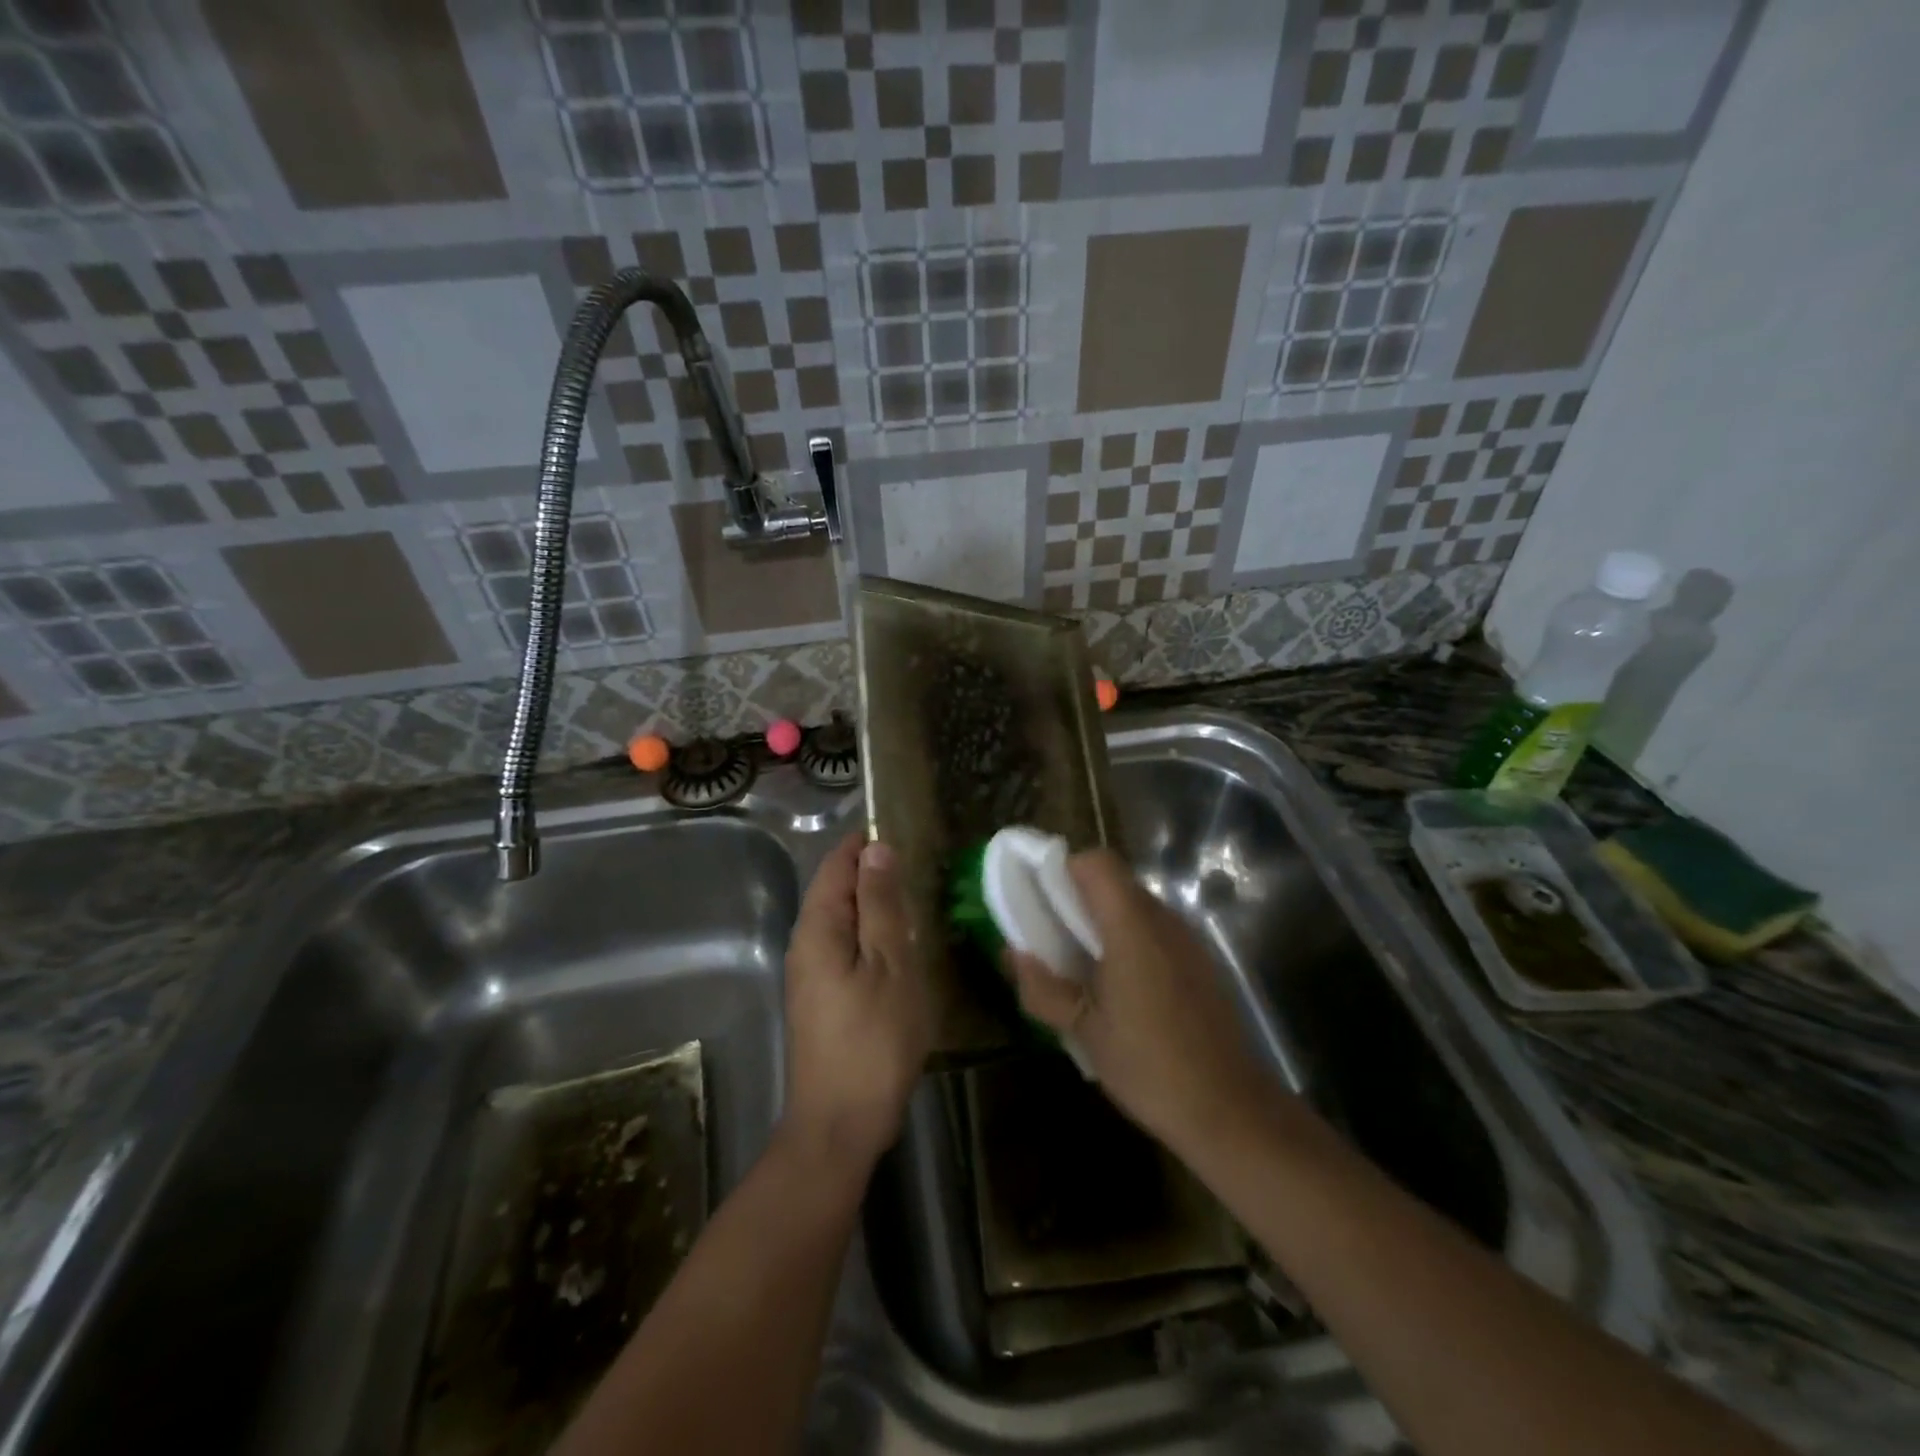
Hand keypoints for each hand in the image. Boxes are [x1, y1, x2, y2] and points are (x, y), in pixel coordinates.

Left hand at [782, 833, 931, 1173]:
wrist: (839, 1124)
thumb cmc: (872, 1040)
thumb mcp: (888, 964)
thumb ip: (880, 904)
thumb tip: (876, 848)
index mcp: (818, 927)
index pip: (837, 863)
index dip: (868, 844)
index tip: (909, 836)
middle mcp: (806, 943)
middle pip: (837, 889)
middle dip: (874, 873)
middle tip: (923, 871)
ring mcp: (811, 973)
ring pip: (843, 920)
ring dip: (876, 906)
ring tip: (919, 904)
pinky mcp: (822, 998)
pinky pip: (846, 948)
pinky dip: (872, 936)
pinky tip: (902, 949)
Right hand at [1008, 848, 1283, 1153]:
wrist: (1230, 1109)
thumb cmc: (1148, 1066)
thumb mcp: (1083, 1030)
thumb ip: (1042, 987)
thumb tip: (1013, 952)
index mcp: (1132, 926)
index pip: (1097, 862)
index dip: (1065, 870)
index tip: (1043, 901)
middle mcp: (1164, 920)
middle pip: (1116, 882)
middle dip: (1079, 899)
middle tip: (1053, 937)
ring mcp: (1188, 940)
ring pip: (1137, 906)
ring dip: (1105, 921)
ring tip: (1084, 966)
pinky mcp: (1201, 962)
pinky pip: (1157, 932)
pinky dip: (1132, 941)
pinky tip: (1123, 988)